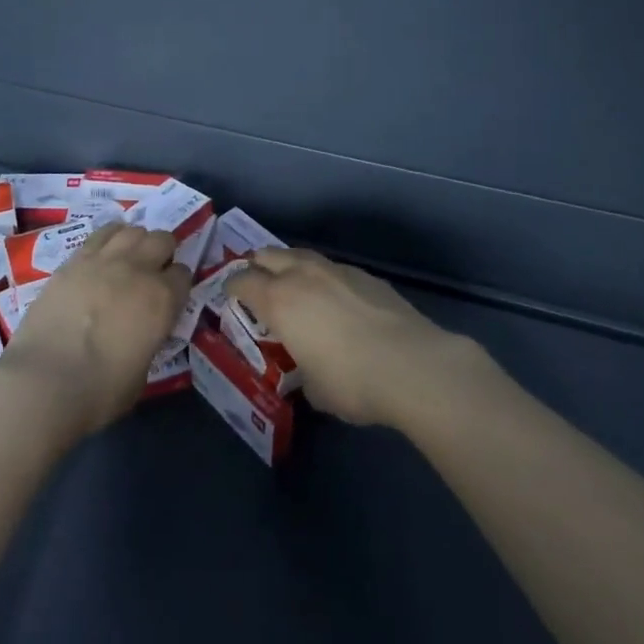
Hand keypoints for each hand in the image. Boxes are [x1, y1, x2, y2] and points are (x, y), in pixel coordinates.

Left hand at [0, 222, 191, 440]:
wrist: (44, 382)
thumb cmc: (99, 392)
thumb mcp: (142, 372)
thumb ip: (149, 339)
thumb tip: (142, 331)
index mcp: (162, 300)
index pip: (184, 275)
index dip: (178, 285)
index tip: (171, 296)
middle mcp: (138, 270)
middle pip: (162, 240)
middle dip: (163, 253)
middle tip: (153, 272)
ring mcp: (104, 260)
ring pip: (132, 230)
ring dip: (137, 241)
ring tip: (129, 259)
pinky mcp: (74, 259)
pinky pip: (101, 234)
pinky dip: (110, 237)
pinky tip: (105, 251)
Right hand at [225, 248, 459, 428]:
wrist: (412, 365)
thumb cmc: (352, 381)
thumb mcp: (314, 389)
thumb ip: (301, 369)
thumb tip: (308, 368)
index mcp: (279, 300)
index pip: (241, 281)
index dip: (232, 289)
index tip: (231, 299)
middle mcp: (302, 275)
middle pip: (267, 255)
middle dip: (257, 267)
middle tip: (257, 286)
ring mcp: (335, 269)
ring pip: (300, 255)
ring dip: (290, 266)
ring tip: (294, 287)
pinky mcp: (365, 274)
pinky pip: (332, 268)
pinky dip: (323, 279)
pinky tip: (335, 300)